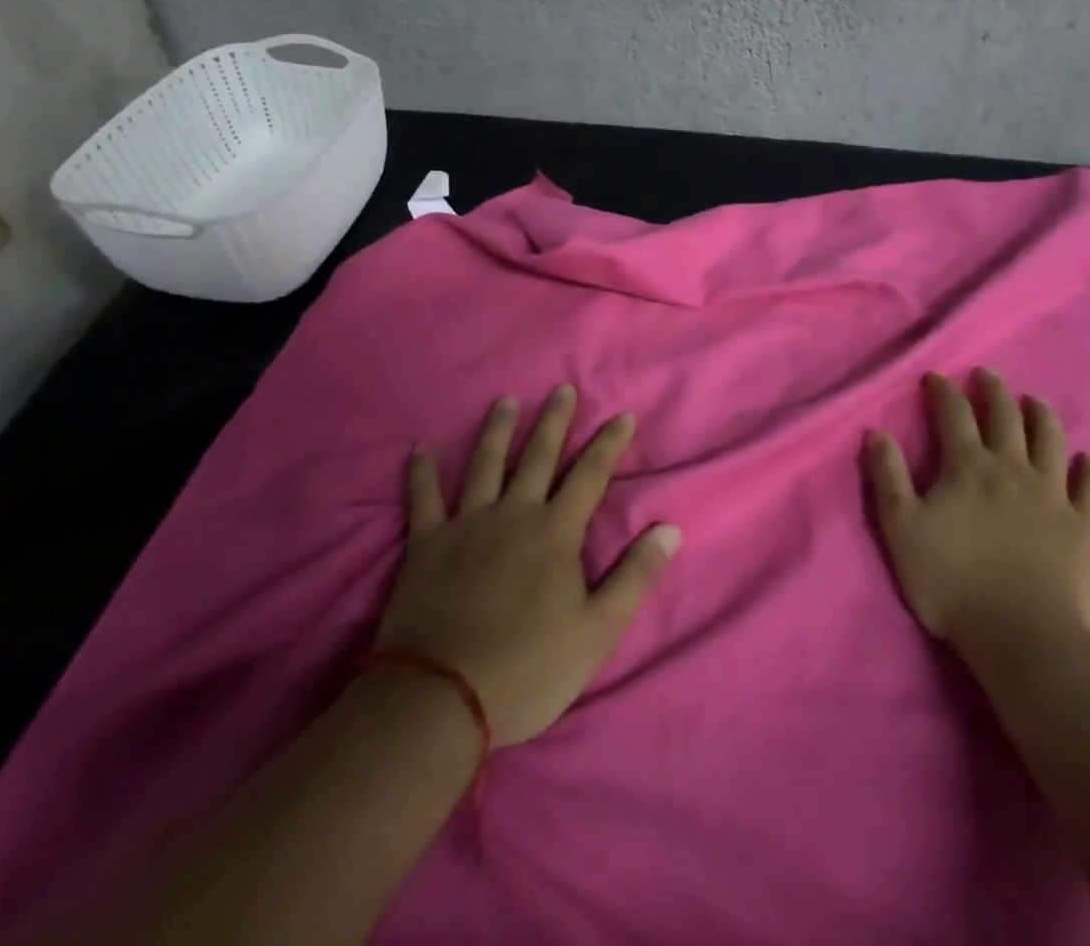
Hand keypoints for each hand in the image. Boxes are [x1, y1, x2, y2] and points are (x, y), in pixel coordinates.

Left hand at [372, 386, 680, 746]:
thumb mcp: (598, 631)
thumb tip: (671, 529)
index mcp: (555, 532)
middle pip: (538, 456)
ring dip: (497, 430)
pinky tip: (418, 448)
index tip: (623, 416)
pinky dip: (420, 473)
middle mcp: (513, 514)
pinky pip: (422, 499)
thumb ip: (635, 577)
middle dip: (555, 421)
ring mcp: (466, 525)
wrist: (440, 700)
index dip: (609, 444)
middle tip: (562, 389)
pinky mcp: (426, 544)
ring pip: (484, 465)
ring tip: (506, 401)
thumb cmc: (527, 669)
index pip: (590, 475)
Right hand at [866, 370, 1089, 653]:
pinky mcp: (1083, 525)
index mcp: (968, 466)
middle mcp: (1012, 468)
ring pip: (1050, 440)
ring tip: (1034, 401)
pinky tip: (1087, 460)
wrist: (1023, 636)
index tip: (936, 377)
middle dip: (993, 391)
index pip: (954, 414)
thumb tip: (876, 432)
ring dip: (1041, 415)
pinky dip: (1089, 469)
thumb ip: (888, 477)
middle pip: (1006, 416)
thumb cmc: (952, 582)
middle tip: (986, 376)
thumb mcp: (901, 529)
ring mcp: (1052, 494)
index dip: (943, 392)